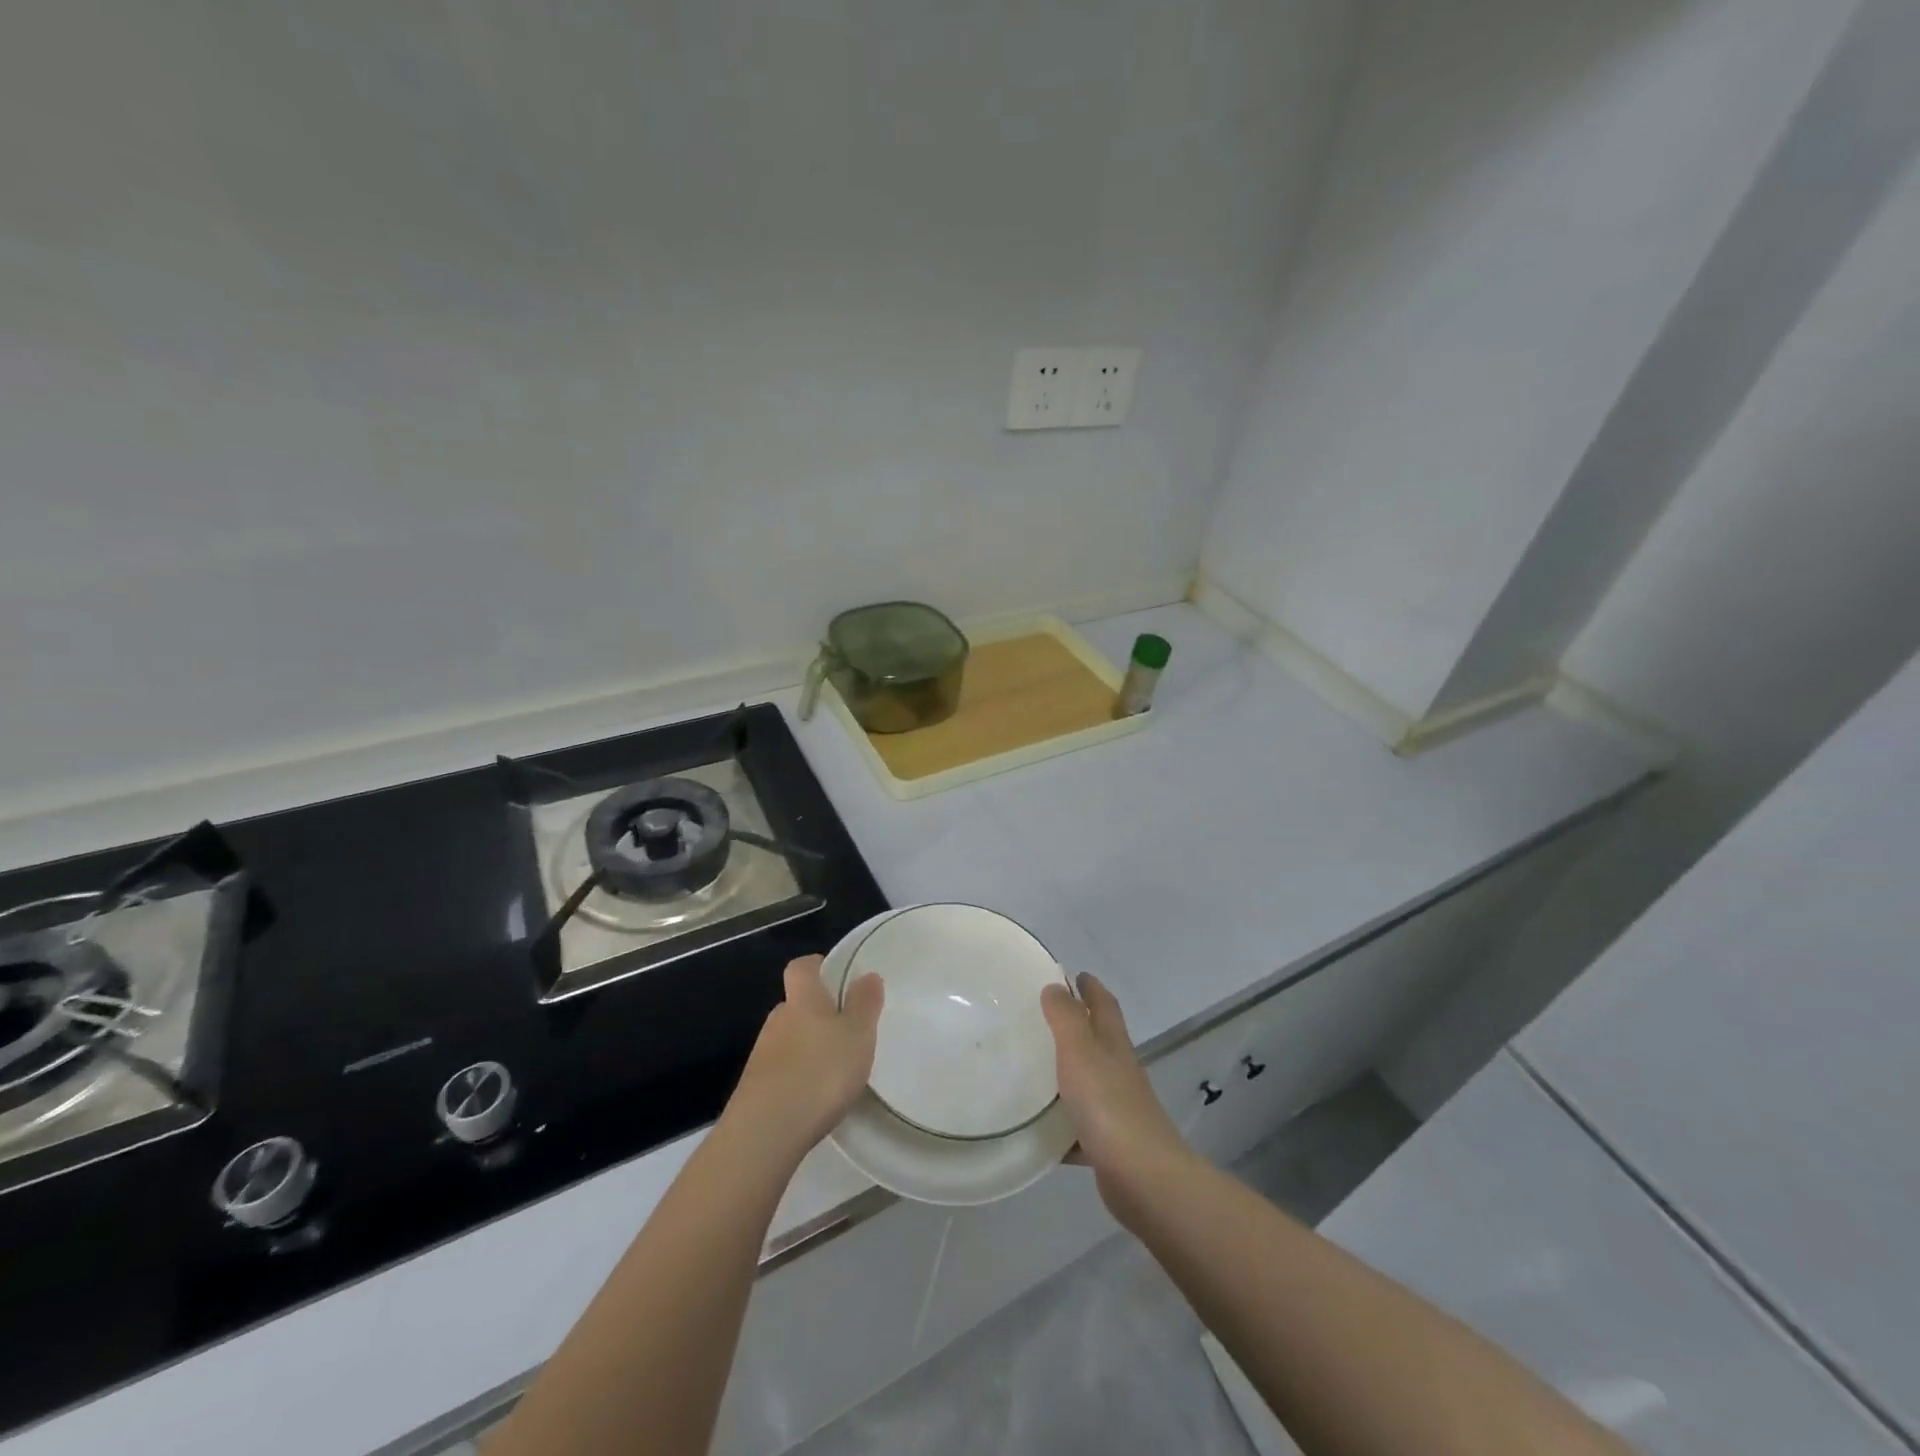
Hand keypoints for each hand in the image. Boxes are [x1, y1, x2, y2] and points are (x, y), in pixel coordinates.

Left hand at [726, 955, 883, 1161]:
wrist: (765, 1132)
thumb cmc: (820, 1072)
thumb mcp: (857, 1035)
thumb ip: (864, 1004)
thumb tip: (867, 975)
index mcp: (802, 1000)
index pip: (802, 967)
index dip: (817, 967)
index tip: (836, 977)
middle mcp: (777, 1020)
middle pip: (795, 1005)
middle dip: (817, 1013)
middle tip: (845, 1030)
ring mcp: (761, 1055)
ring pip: (787, 1039)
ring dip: (806, 1047)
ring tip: (833, 1069)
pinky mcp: (754, 1089)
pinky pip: (780, 1071)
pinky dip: (796, 1077)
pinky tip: (813, 1097)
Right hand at [1042, 972, 1197, 1218]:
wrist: (1142, 1177)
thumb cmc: (1107, 1104)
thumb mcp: (1080, 1050)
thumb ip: (1066, 1017)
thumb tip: (1056, 986)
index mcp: (1113, 1045)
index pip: (1104, 1005)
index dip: (1091, 987)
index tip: (1076, 974)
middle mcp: (1119, 1071)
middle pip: (1099, 1041)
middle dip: (1078, 1025)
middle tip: (1043, 1016)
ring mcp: (1116, 1109)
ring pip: (1088, 1083)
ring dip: (1068, 1074)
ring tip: (1032, 1069)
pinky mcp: (1109, 1145)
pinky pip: (1079, 1128)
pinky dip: (1063, 1125)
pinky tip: (1039, 1131)